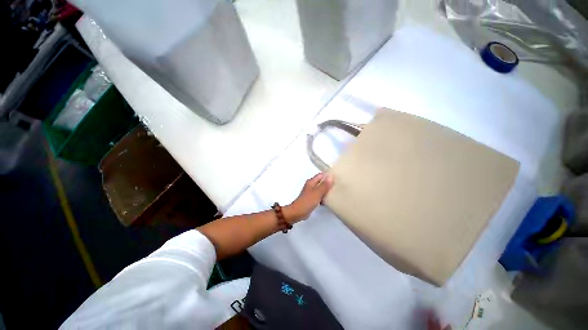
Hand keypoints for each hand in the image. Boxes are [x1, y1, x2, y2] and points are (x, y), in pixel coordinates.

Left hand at [284, 173, 333, 222]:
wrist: (298, 212)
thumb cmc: (307, 201)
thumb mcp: (317, 192)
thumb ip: (324, 185)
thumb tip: (331, 177)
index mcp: (311, 181)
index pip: (321, 175)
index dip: (329, 175)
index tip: (338, 177)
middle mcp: (311, 185)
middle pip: (322, 181)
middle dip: (329, 183)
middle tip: (338, 185)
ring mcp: (311, 192)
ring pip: (321, 189)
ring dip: (327, 190)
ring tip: (336, 192)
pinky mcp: (312, 198)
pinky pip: (320, 195)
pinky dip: (324, 196)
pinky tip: (329, 200)